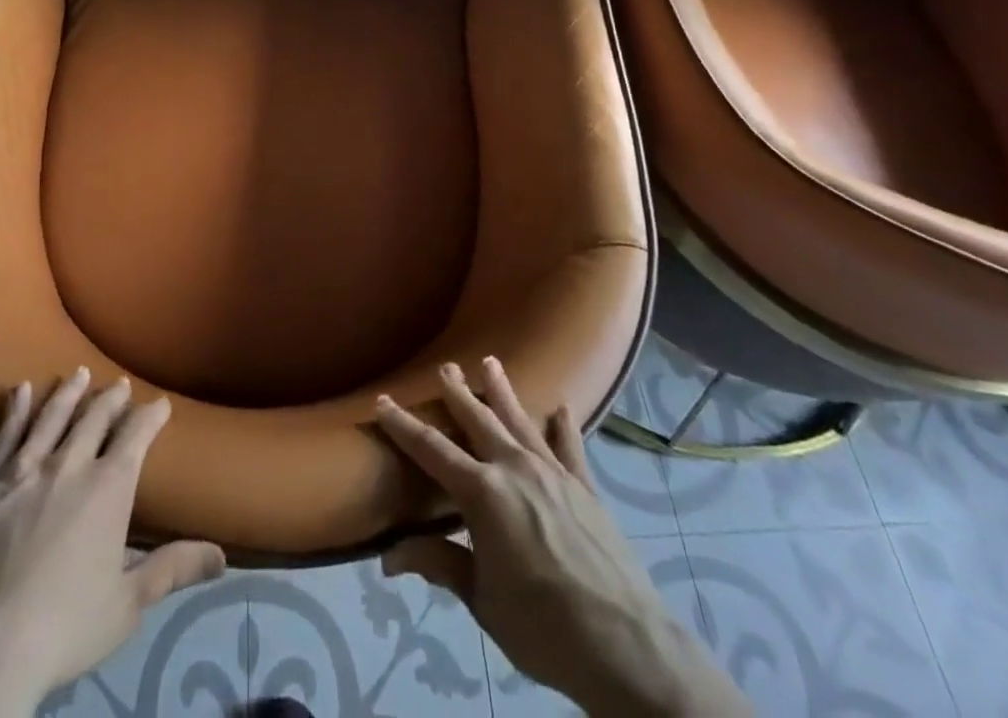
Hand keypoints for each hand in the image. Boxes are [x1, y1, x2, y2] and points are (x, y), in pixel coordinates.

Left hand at [0, 369, 225, 716]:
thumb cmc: (64, 626)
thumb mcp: (127, 604)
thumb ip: (172, 569)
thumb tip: (222, 557)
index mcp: (109, 487)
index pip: (136, 435)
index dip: (151, 415)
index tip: (160, 404)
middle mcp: (71, 464)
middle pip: (95, 417)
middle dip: (111, 398)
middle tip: (119, 384)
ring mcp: (26, 469)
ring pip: (52, 416)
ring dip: (68, 392)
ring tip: (78, 373)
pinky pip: (6, 434)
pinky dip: (16, 410)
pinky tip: (20, 390)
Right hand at [375, 358, 746, 717]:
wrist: (625, 644)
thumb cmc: (542, 626)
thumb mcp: (481, 599)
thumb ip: (439, 565)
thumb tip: (388, 558)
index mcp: (482, 493)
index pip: (432, 450)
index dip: (403, 425)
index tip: (382, 401)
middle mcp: (515, 468)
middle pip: (478, 420)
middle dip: (457, 393)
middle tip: (445, 366)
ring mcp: (554, 473)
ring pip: (520, 420)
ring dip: (502, 391)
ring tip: (490, 363)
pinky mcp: (585, 487)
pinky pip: (570, 446)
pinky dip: (562, 425)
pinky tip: (560, 408)